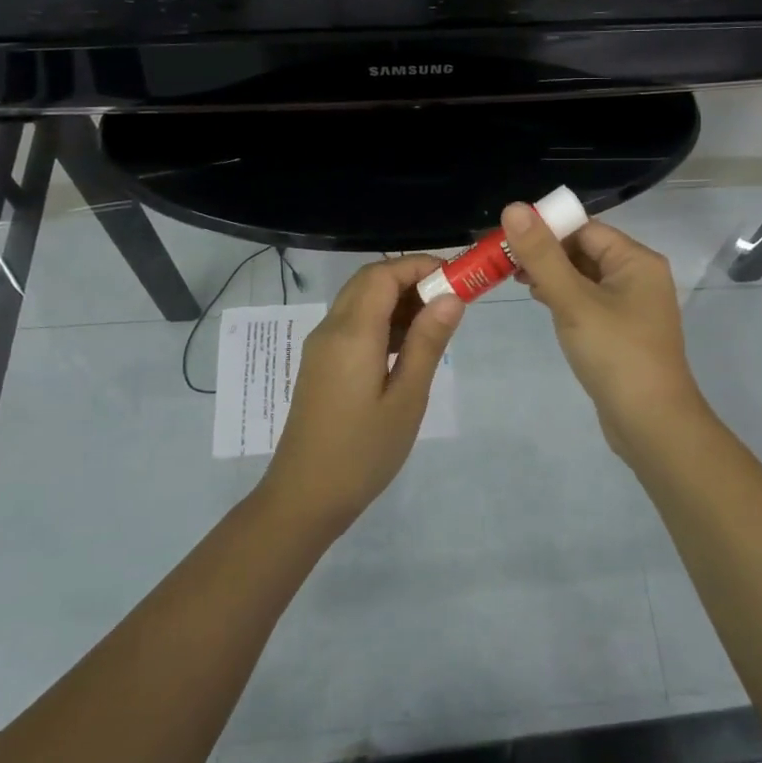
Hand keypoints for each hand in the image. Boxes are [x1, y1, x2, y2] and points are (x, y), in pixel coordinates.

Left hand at [260, 254, 463, 536]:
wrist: (304, 497)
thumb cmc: (363, 452)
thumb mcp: (406, 398)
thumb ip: (427, 343)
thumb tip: (450, 297)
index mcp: (352, 333)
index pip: (384, 274)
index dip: (420, 265)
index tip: (457, 277)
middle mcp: (331, 329)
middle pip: (369, 280)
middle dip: (410, 278)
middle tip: (450, 298)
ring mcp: (322, 346)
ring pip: (360, 300)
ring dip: (397, 298)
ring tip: (436, 322)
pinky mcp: (321, 363)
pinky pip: (353, 323)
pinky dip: (382, 319)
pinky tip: (407, 345)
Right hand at [501, 203, 710, 458]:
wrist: (651, 424)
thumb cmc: (615, 354)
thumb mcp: (573, 300)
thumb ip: (542, 255)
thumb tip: (514, 207)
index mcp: (636, 260)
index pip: (585, 228)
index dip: (547, 229)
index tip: (508, 238)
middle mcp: (638, 276)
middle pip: (585, 250)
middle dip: (546, 253)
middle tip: (505, 262)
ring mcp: (632, 306)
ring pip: (585, 277)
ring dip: (553, 276)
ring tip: (517, 281)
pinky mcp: (622, 331)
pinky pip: (589, 301)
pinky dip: (565, 298)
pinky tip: (543, 304)